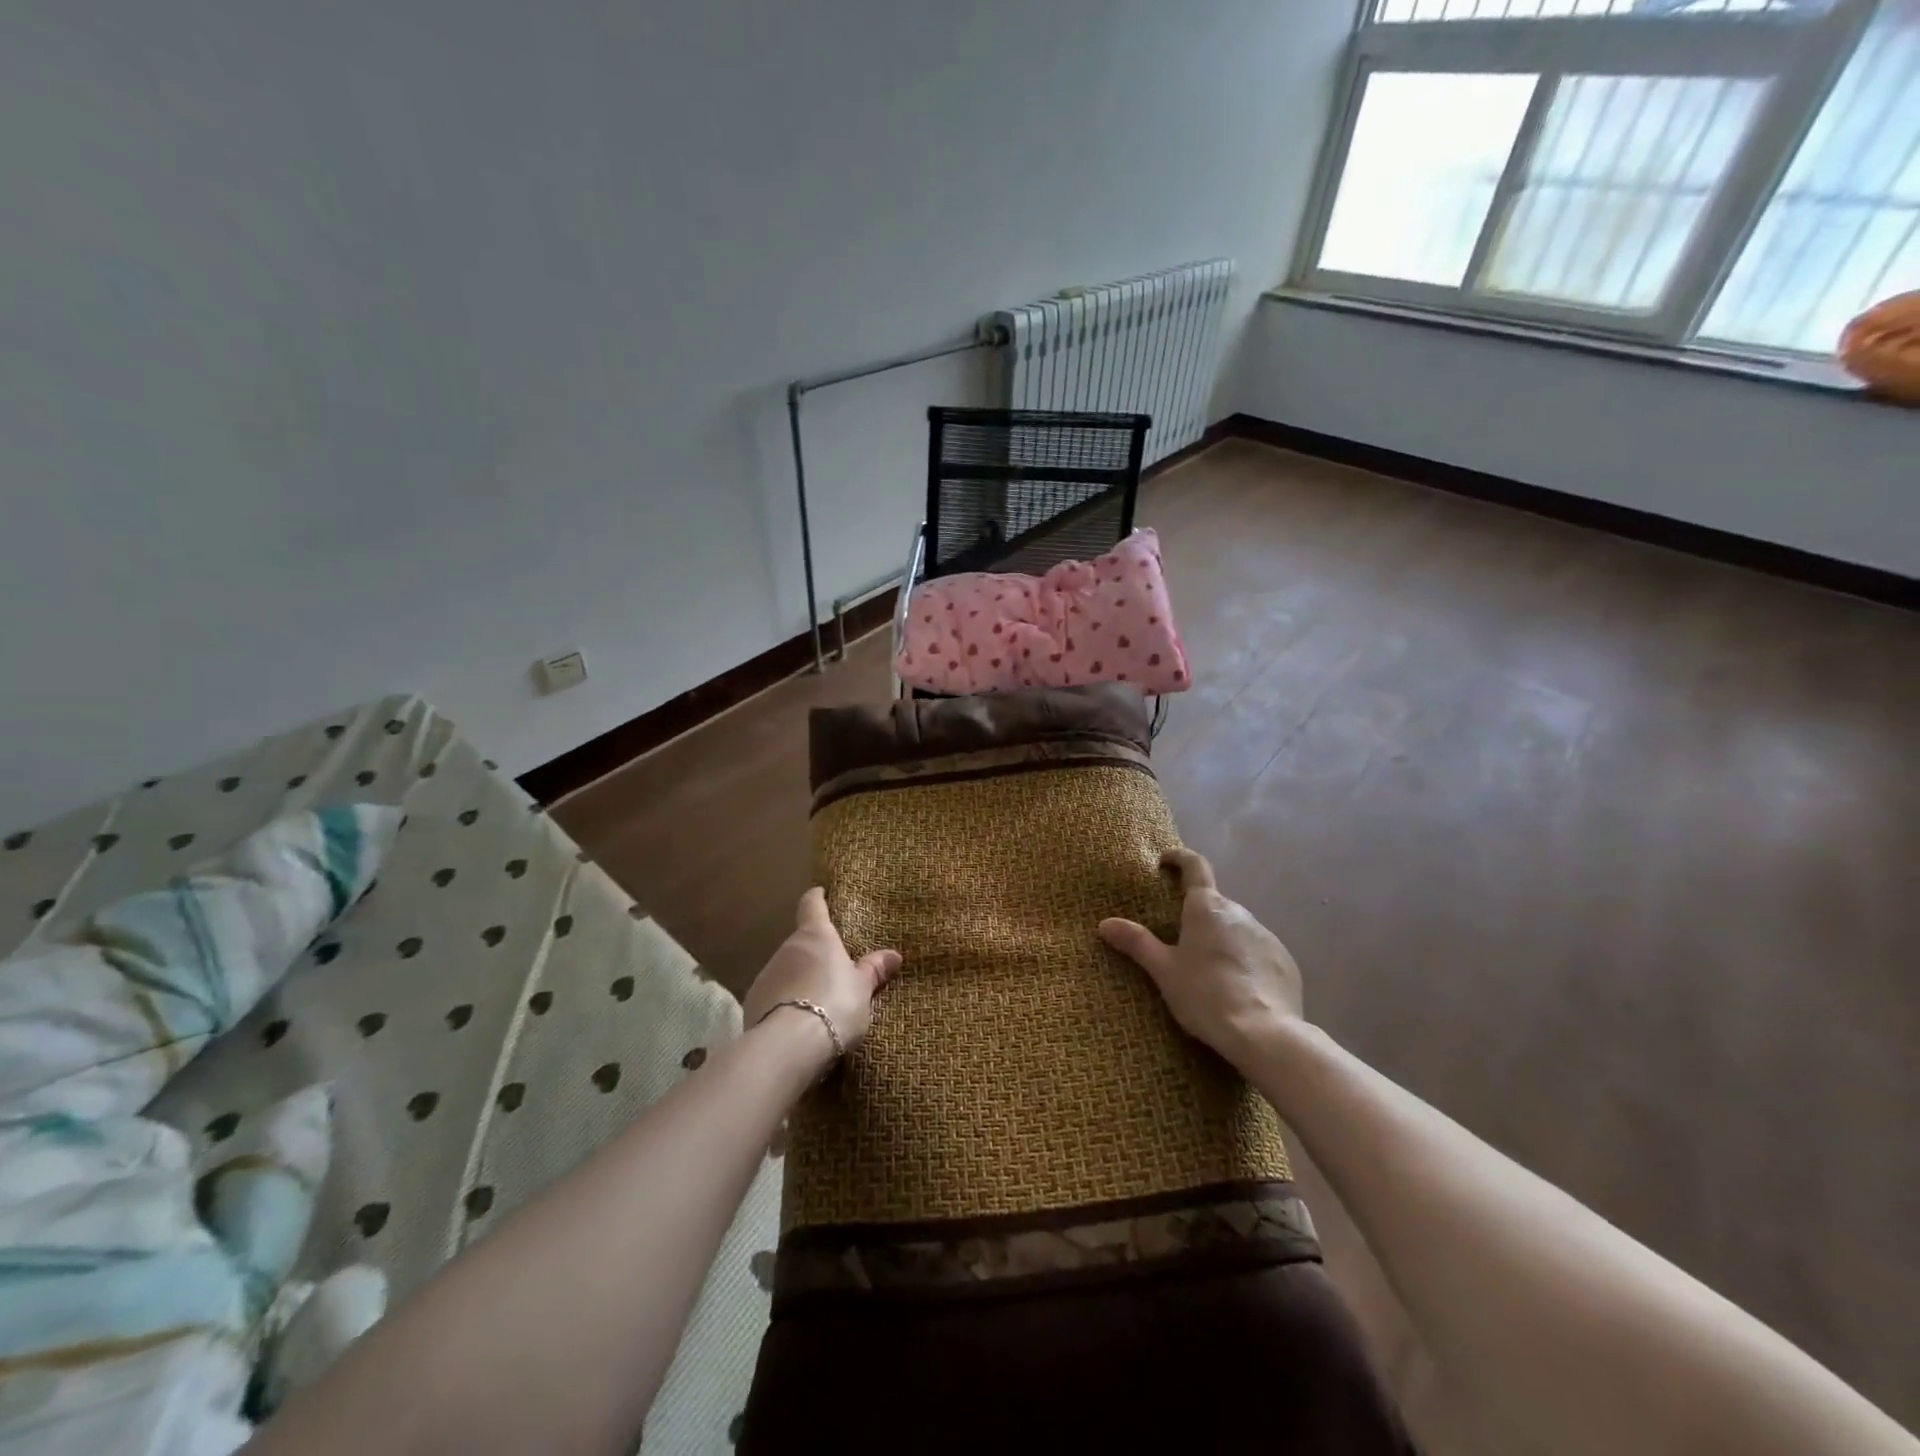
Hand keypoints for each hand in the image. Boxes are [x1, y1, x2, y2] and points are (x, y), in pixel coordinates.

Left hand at [743, 888, 900, 1066]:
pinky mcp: (752, 1004)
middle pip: (800, 942)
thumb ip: (874, 970)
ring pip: (785, 970)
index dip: (817, 898)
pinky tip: (797, 1023)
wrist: (789, 1045)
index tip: (820, 894)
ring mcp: (766, 975)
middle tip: (832, 969)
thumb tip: (893, 955)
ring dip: (798, 980)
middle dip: (814, 953)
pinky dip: (784, 1003)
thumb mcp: (862, 989)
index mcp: (816, 936)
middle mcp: (787, 948)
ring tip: (816, 1003)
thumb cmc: (835, 1005)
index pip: (812, 904)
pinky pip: (773, 996)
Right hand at [1099, 847, 1302, 1069]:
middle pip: (1214, 903)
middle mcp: (1239, 912)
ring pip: (1236, 928)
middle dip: (1197, 913)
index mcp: (1206, 908)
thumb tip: (1105, 923)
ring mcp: (1266, 936)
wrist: (1265, 1035)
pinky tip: (1237, 988)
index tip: (1166, 860)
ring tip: (1207, 970)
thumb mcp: (1164, 971)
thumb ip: (1137, 943)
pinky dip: (1244, 960)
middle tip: (1178, 938)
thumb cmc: (1205, 995)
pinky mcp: (1285, 962)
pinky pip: (1258, 951)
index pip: (1195, 866)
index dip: (1180, 858)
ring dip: (1221, 938)